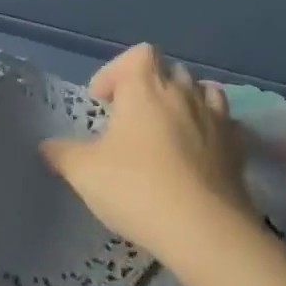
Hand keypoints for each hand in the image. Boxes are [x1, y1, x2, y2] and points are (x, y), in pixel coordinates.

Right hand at [40, 44, 254, 265]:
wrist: (204, 231)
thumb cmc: (137, 187)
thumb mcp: (83, 171)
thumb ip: (62, 153)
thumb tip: (47, 147)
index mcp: (146, 88)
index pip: (138, 54)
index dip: (117, 71)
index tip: (103, 101)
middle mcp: (183, 93)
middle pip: (170, 71)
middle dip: (150, 86)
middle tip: (132, 117)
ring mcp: (216, 120)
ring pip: (203, 92)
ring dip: (184, 102)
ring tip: (168, 130)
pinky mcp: (238, 149)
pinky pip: (225, 124)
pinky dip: (210, 129)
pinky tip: (198, 153)